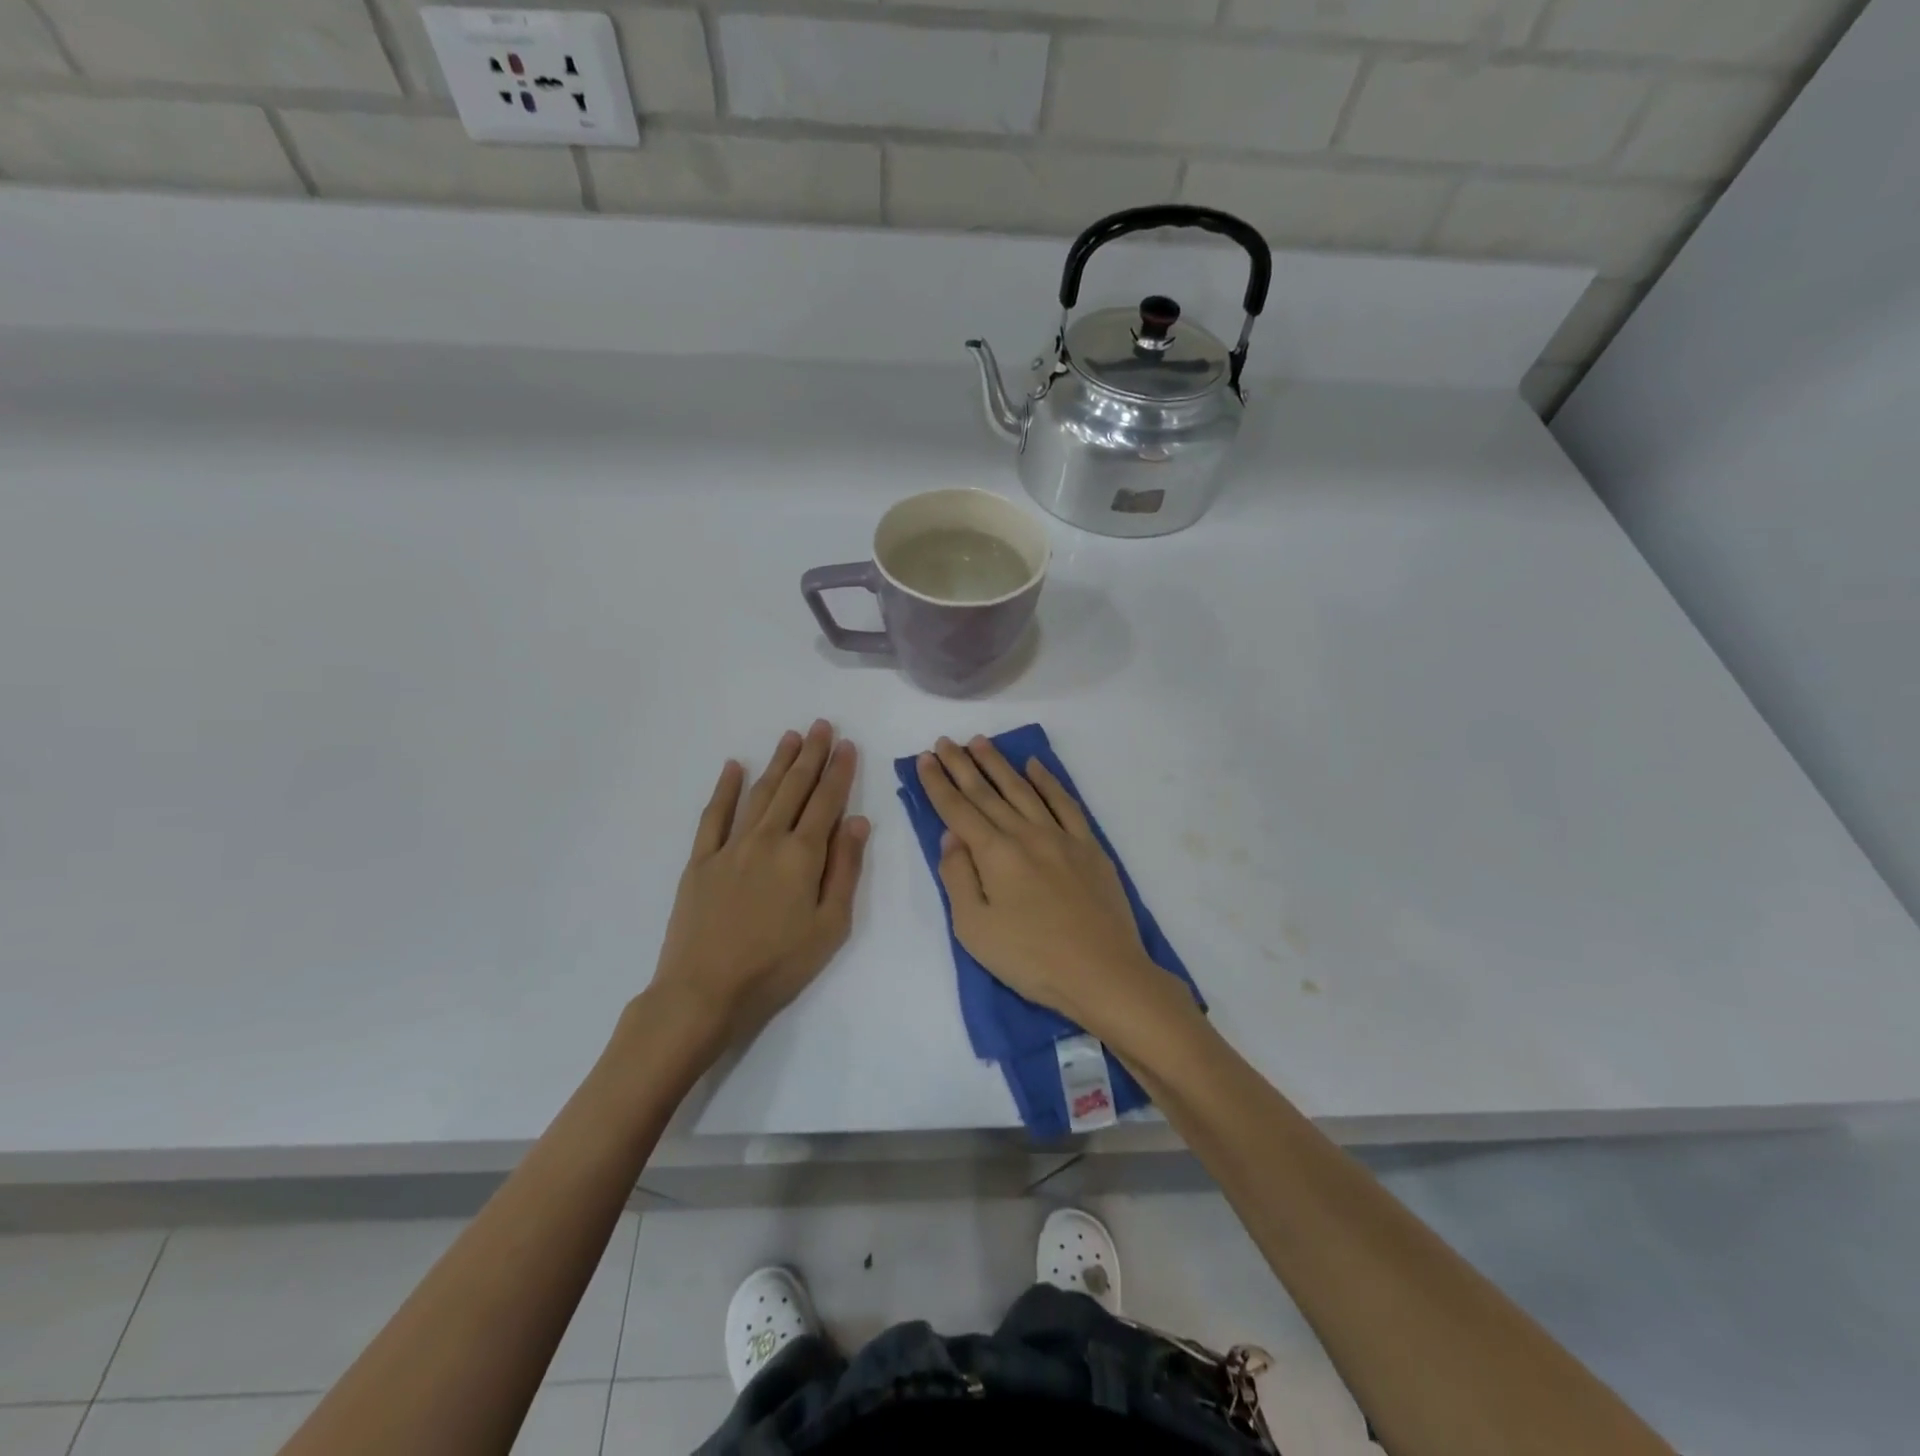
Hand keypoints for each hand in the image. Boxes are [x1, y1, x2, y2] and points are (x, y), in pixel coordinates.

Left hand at [649, 721, 868, 1054]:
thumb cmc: (778, 965)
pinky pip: (714, 815)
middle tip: (821, 725)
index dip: (839, 771)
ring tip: (790, 736)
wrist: (705, 991)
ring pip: (759, 793)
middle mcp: (768, 839)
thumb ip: (845, 869)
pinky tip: (734, 767)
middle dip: (810, 754)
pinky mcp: (701, 860)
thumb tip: (858, 822)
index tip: (847, 745)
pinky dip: (725, 789)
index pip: (827, 801)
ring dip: (777, 763)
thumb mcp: (830, 925)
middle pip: (794, 788)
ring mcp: (730, 846)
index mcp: (803, 855)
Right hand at [916, 736, 1166, 1036]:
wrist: (1103, 972)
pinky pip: (1065, 802)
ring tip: (980, 742)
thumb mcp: (974, 929)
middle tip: (945, 742)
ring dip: (999, 764)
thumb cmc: (1031, 959)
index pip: (958, 810)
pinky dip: (1048, 781)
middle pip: (987, 792)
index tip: (926, 758)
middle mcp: (1025, 834)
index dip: (938, 784)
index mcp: (995, 854)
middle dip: (962, 765)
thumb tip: (951, 837)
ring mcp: (1061, 836)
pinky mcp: (1089, 846)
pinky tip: (1036, 766)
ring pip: (1023, 789)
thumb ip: (958, 877)